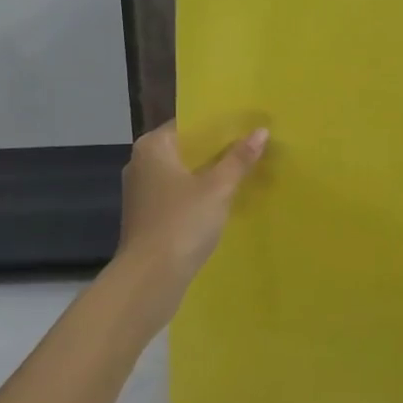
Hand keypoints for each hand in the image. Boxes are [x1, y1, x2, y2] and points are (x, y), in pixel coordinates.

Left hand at [113, 121, 267, 315]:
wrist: (150, 279)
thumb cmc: (182, 222)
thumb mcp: (218, 188)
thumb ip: (239, 158)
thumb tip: (261, 131)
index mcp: (152, 147)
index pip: (188, 123)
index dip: (218, 124)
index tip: (246, 125)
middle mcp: (141, 164)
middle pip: (186, 148)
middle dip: (217, 150)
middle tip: (252, 146)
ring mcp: (142, 193)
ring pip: (183, 173)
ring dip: (209, 174)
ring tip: (244, 172)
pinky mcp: (148, 217)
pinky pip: (178, 195)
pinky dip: (199, 194)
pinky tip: (224, 200)